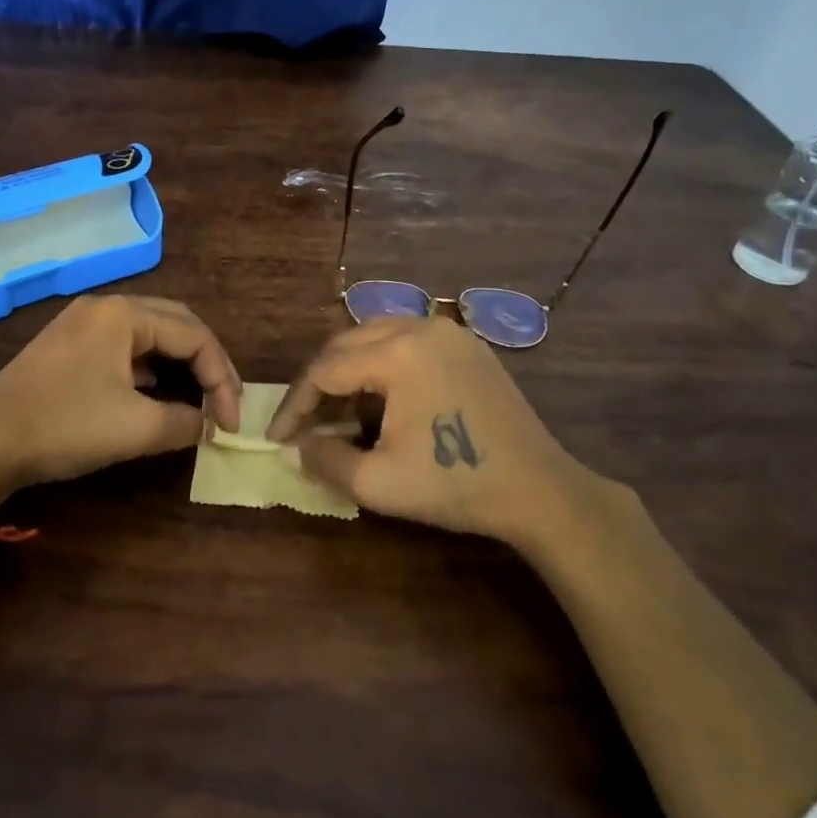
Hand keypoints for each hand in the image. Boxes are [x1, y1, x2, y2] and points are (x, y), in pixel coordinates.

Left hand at [0, 295, 241, 500]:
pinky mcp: (69, 348)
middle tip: (227, 401)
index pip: (195, 336)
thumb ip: (184, 422)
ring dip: (180, 365)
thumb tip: (209, 426)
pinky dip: (152, 370)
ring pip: (150, 335)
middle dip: (207, 363)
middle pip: (177, 325)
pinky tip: (158, 395)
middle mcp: (106, 308)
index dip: (222, 379)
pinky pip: (125, 349)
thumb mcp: (135, 428)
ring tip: (201, 398)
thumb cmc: (65, 426)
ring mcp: (84, 325)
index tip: (233, 423)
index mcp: (124, 314)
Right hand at [267, 317, 625, 550]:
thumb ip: (324, 460)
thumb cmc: (455, 485)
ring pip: (375, 336)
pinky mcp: (468, 344)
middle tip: (303, 423)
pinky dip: (382, 364)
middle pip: (346, 344)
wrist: (539, 491)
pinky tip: (381, 399)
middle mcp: (420, 326)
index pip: (324, 370)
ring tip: (338, 412)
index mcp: (397, 353)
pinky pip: (407, 340)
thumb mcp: (377, 483)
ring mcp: (449, 331)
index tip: (277, 437)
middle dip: (318, 383)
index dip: (294, 405)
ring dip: (348, 370)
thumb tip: (296, 447)